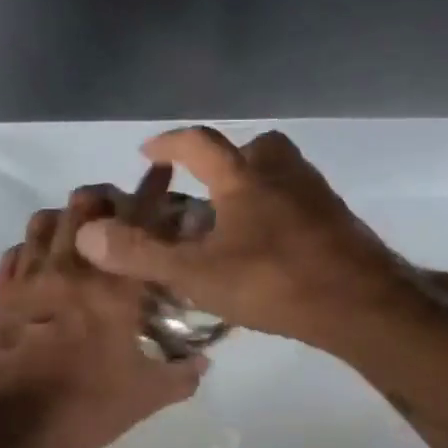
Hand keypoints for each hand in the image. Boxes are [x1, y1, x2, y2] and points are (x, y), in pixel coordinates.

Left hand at [0, 188, 205, 447]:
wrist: (15, 428)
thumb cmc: (88, 407)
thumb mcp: (148, 396)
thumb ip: (182, 374)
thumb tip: (202, 362)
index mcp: (113, 287)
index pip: (138, 221)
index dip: (153, 189)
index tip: (162, 170)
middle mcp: (70, 268)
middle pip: (84, 205)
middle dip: (107, 198)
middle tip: (121, 213)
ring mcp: (30, 278)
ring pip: (45, 220)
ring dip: (67, 217)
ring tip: (81, 232)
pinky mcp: (2, 296)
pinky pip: (16, 252)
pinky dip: (33, 246)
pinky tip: (43, 261)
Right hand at [72, 127, 415, 348]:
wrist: (360, 304)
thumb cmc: (274, 282)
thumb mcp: (198, 274)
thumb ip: (142, 254)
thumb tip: (87, 234)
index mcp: (244, 178)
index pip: (198, 143)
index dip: (169, 143)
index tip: (149, 151)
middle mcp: (283, 173)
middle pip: (253, 148)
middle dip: (225, 161)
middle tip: (206, 189)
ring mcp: (317, 195)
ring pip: (282, 173)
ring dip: (256, 184)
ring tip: (236, 222)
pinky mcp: (340, 220)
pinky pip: (302, 201)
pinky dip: (282, 211)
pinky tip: (273, 247)